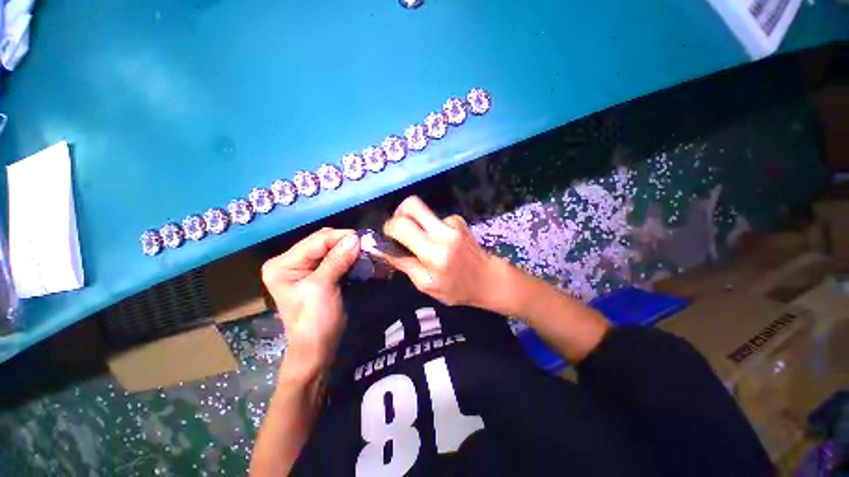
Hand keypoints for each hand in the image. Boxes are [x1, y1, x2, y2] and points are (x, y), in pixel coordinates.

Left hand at [261, 228, 359, 375]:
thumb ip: (337, 260)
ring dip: (347, 248)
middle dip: (344, 242)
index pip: (315, 241)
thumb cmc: (314, 320)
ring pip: (330, 248)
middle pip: (321, 242)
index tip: (362, 238)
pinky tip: (358, 256)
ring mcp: (304, 267)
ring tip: (364, 249)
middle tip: (365, 244)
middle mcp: (290, 261)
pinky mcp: (318, 273)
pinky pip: (335, 258)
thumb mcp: (322, 288)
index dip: (339, 237)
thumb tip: (355, 237)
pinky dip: (347, 256)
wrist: (317, 347)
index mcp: (282, 264)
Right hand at [380, 196, 498, 307]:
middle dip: (399, 213)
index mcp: (433, 252)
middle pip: (411, 203)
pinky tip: (440, 242)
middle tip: (399, 229)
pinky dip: (431, 228)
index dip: (389, 228)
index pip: (401, 225)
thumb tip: (381, 249)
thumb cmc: (456, 288)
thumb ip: (403, 264)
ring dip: (417, 224)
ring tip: (425, 243)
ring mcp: (453, 222)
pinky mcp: (458, 220)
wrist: (488, 279)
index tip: (389, 237)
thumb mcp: (425, 284)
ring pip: (423, 211)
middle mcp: (443, 232)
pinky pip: (435, 218)